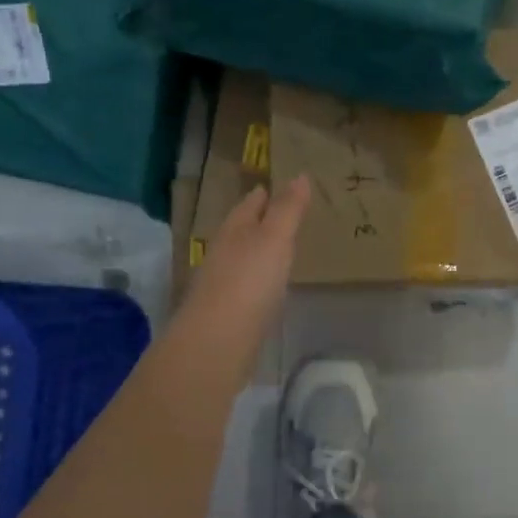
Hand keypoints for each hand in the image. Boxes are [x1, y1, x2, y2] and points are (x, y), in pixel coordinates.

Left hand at [181, 176, 310, 346]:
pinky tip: (268, 287)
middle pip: (241, 231)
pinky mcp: (226, 313)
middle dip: (258, 221)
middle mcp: (223, 253)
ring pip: (241, 259)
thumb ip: (288, 209)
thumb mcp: (275, 239)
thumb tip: (300, 175)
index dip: (263, 195)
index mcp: (234, 231)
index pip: (248, 205)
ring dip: (257, 251)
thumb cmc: (249, 281)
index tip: (275, 185)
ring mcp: (221, 284)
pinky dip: (257, 280)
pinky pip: (245, 287)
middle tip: (281, 213)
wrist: (217, 342)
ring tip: (278, 248)